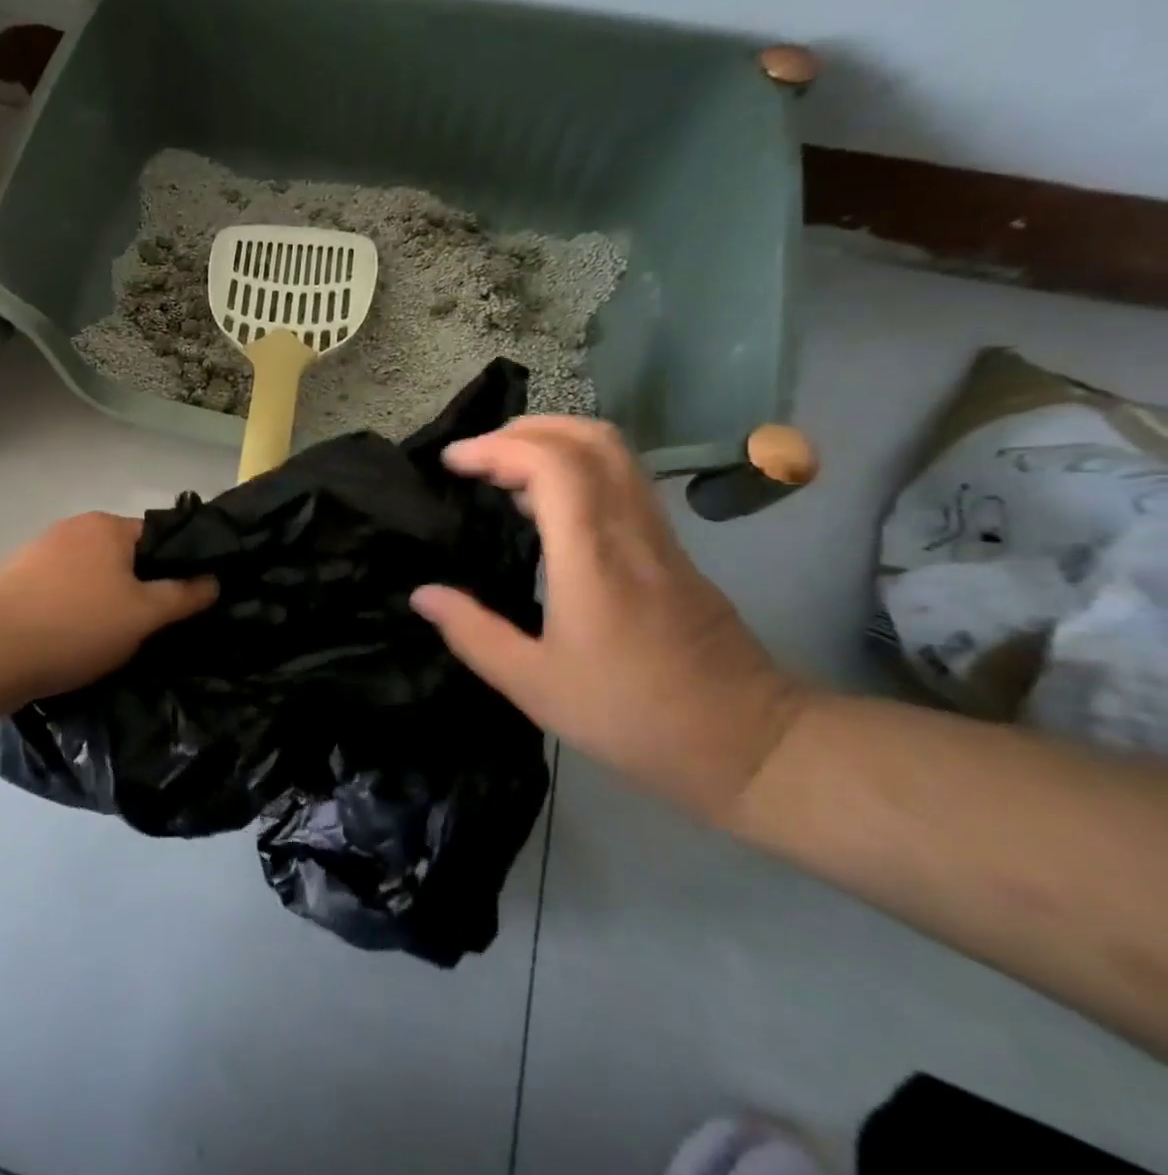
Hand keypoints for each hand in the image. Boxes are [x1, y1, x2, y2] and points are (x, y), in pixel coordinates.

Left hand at [0, 512, 215, 704]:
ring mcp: (37, 551)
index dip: (174, 568)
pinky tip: (68, 640)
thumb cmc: (75, 625)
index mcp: (106, 526)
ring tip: (107, 641)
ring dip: (101, 601)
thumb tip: (213, 580)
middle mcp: (72, 528)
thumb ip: (183, 595)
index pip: (157, 538)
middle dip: (136, 588)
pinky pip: (57, 591)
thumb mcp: (143, 615)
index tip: (181, 604)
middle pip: (121, 556)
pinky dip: (69, 610)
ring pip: (88, 575)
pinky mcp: (12, 579)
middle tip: (147, 628)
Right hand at [409, 417, 809, 824]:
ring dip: (554, 441)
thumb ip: (473, 634)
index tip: (452, 463)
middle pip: (589, 438)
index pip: (551, 464)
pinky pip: (622, 479)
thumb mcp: (535, 687)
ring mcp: (658, 534)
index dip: (496, 448)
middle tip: (477, 455)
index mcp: (592, 557)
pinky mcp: (672, 548)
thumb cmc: (634, 716)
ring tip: (505, 470)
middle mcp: (630, 530)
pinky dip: (577, 467)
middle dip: (525, 430)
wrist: (751, 744)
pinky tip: (547, 505)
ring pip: (613, 452)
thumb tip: (422, 594)